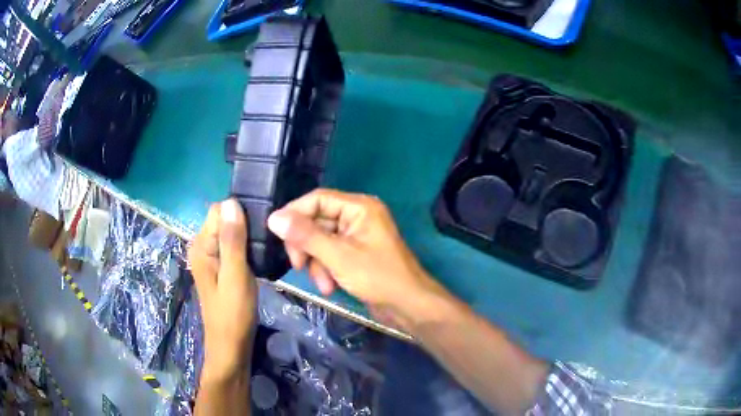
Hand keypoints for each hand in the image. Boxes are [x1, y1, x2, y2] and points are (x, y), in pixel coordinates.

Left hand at [189, 199, 256, 377]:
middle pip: (225, 219)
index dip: (240, 212)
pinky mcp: (221, 268)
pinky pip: (234, 246)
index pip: (219, 210)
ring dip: (248, 237)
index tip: (263, 224)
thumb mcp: (235, 276)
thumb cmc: (233, 314)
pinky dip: (247, 248)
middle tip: (268, 239)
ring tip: (267, 247)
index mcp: (201, 246)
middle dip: (246, 224)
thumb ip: (232, 240)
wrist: (231, 346)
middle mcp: (202, 247)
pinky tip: (259, 257)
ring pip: (231, 233)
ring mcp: (211, 258)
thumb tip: (232, 202)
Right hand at [267, 189, 445, 329]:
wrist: (408, 306)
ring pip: (321, 241)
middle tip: (298, 265)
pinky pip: (331, 254)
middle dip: (307, 246)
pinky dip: (326, 269)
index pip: (317, 199)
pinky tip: (329, 287)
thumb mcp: (338, 256)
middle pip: (317, 221)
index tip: (276, 233)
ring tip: (323, 284)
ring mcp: (357, 236)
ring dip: (316, 263)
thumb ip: (305, 236)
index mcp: (359, 207)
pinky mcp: (356, 254)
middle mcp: (357, 217)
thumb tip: (274, 217)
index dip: (294, 214)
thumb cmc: (377, 277)